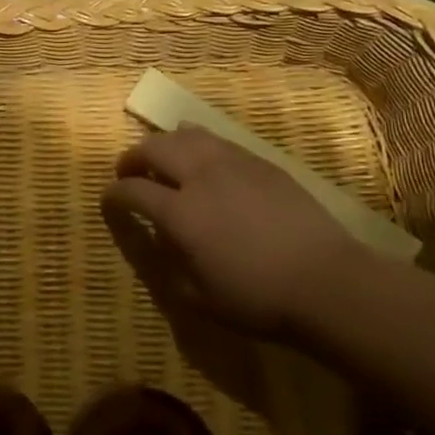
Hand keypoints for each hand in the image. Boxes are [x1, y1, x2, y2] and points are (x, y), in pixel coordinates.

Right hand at [101, 125, 361, 340]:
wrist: (326, 281)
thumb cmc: (258, 299)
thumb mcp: (200, 297)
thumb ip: (171, 263)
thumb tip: (160, 237)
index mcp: (180, 213)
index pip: (133, 191)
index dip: (114, 194)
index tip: (107, 199)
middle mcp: (200, 176)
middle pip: (154, 148)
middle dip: (133, 157)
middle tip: (127, 170)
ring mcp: (232, 163)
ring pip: (187, 134)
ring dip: (165, 142)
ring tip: (162, 155)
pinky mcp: (260, 161)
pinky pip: (218, 140)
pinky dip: (198, 142)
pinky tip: (202, 154)